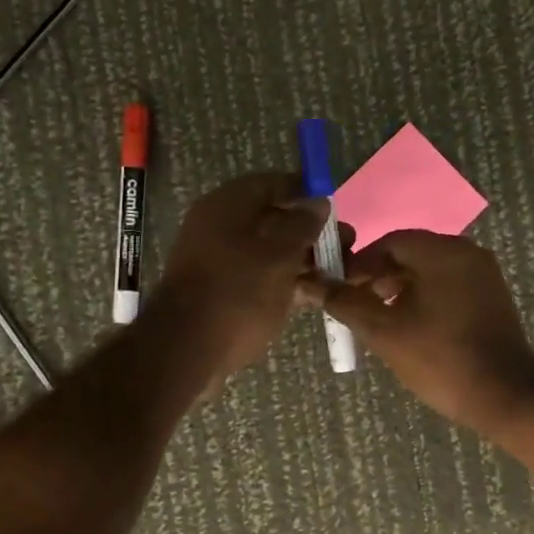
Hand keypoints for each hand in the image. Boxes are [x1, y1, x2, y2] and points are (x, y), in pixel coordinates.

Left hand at [154, 173, 328, 379]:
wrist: (187, 349)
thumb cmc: (238, 292)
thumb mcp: (280, 255)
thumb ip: (303, 225)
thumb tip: (318, 202)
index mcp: (228, 205)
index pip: (273, 183)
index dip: (307, 193)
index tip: (337, 211)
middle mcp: (220, 225)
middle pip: (273, 218)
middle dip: (311, 231)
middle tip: (345, 246)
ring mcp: (220, 259)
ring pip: (269, 250)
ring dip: (303, 259)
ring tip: (339, 273)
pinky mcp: (222, 290)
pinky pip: (260, 275)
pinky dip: (285, 280)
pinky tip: (314, 295)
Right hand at [302, 231, 533, 437]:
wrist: (504, 396)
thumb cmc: (440, 360)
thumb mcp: (384, 331)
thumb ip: (346, 303)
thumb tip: (314, 284)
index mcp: (443, 252)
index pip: (389, 242)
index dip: (359, 264)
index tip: (339, 289)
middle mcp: (468, 252)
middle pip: (411, 253)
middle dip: (378, 276)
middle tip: (356, 305)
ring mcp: (484, 275)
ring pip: (430, 270)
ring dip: (400, 288)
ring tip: (379, 319)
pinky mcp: (492, 297)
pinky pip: (449, 285)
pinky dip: (425, 297)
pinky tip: (411, 326)